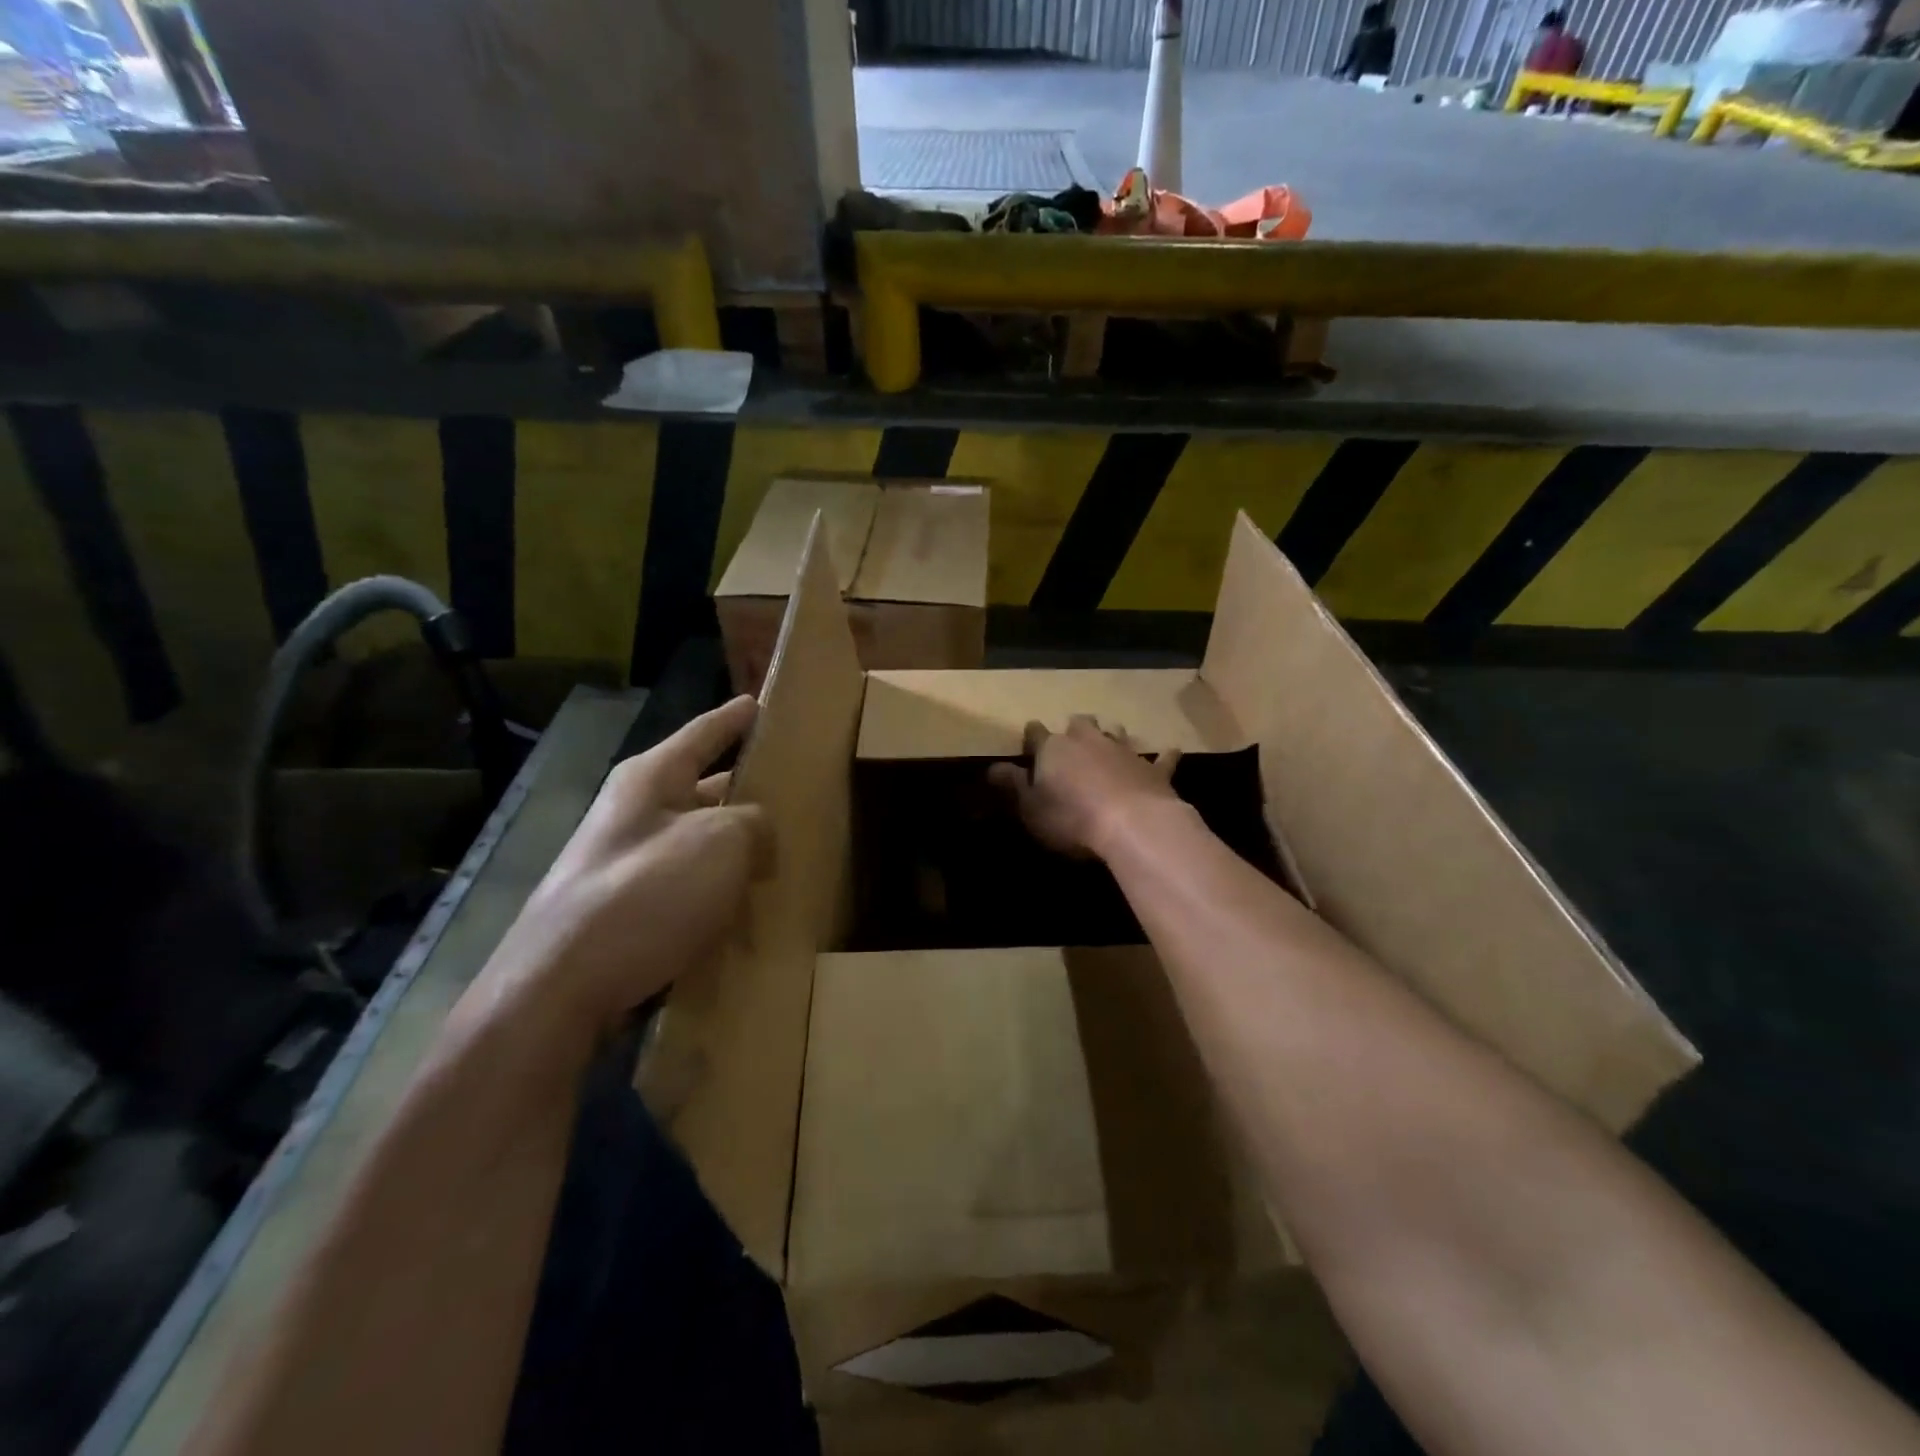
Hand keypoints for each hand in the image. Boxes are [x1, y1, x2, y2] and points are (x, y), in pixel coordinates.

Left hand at [480, 696, 767, 1034]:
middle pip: (702, 788)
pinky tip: (749, 908)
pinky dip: (719, 891)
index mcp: (651, 779)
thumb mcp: (722, 843)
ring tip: (784, 853)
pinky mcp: (626, 912)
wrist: (560, 990)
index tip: (761, 702)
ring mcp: (626, 865)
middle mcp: (634, 813)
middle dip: (745, 789)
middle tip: (793, 791)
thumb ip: (756, 824)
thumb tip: (760, 838)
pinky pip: (687, 887)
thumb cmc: (647, 895)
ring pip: (698, 842)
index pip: (704, 732)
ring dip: (736, 847)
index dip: (735, 717)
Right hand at [987, 715, 1182, 859]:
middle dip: (1074, 729)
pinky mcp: (1155, 769)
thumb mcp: (1029, 808)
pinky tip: (1170, 752)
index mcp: (1054, 748)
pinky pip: (1161, 758)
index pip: (1036, 734)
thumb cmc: (1071, 818)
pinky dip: (1163, 756)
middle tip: (1072, 740)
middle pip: (1079, 723)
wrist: (1133, 825)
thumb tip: (992, 767)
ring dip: (1111, 736)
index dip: (1031, 737)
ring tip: (1109, 742)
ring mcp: (1125, 751)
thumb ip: (1011, 785)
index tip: (1029, 743)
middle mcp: (1088, 740)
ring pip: (1116, 732)